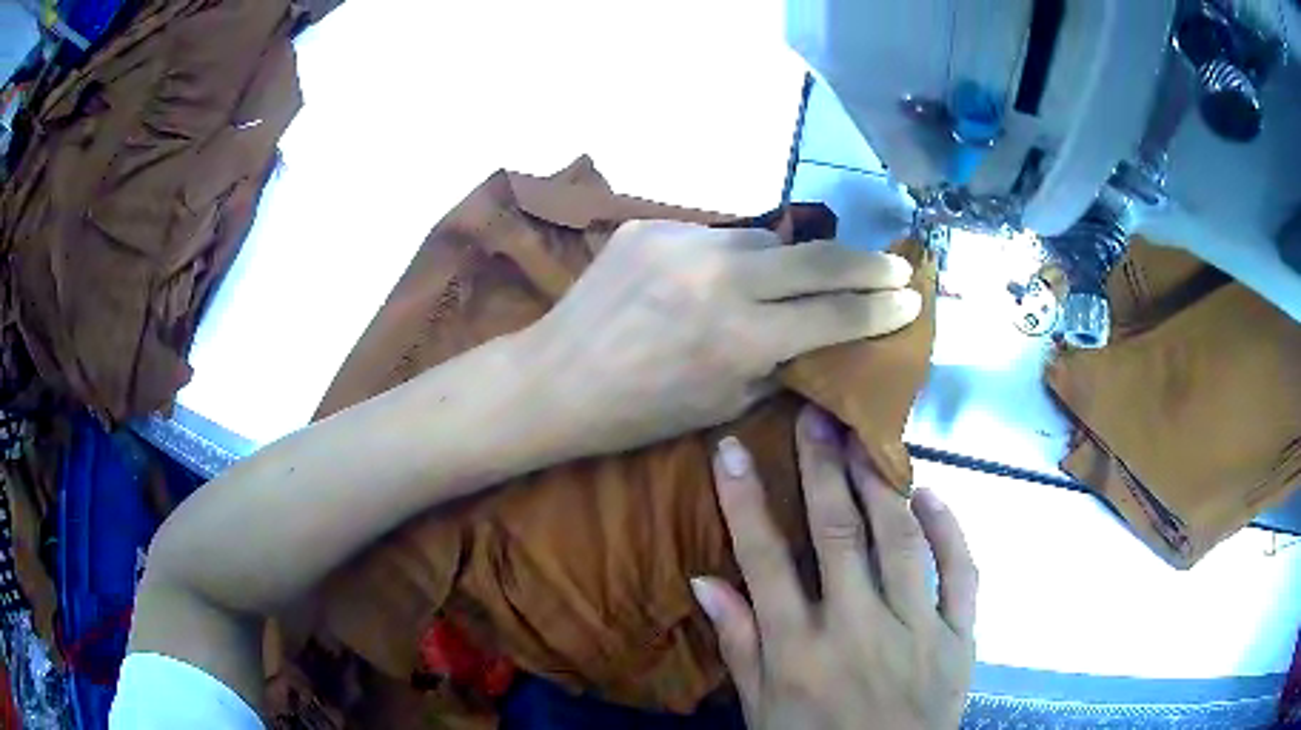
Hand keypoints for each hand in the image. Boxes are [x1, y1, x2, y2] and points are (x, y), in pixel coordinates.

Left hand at [528, 220, 921, 454]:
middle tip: (896, 266)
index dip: (881, 308)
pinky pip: (713, 236)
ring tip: (789, 279)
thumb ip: (779, 361)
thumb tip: (817, 332)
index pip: (835, 314)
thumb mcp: (723, 404)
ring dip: (787, 260)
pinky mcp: (649, 226)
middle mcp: (720, 278)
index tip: (912, 299)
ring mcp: (682, 242)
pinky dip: (729, 257)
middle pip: (819, 258)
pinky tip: (716, 277)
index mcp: (741, 338)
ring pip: (765, 239)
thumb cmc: (640, 413)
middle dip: (868, 264)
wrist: (556, 379)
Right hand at [692, 406, 977, 729]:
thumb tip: (705, 580)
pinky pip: (961, 573)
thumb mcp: (761, 708)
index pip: (765, 561)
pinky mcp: (960, 636)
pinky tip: (932, 495)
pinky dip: (949, 530)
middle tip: (815, 415)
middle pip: (837, 534)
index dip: (745, 501)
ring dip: (880, 484)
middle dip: (822, 468)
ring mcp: (917, 630)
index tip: (732, 449)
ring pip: (900, 541)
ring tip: (865, 438)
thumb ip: (739, 645)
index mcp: (800, 651)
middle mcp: (857, 629)